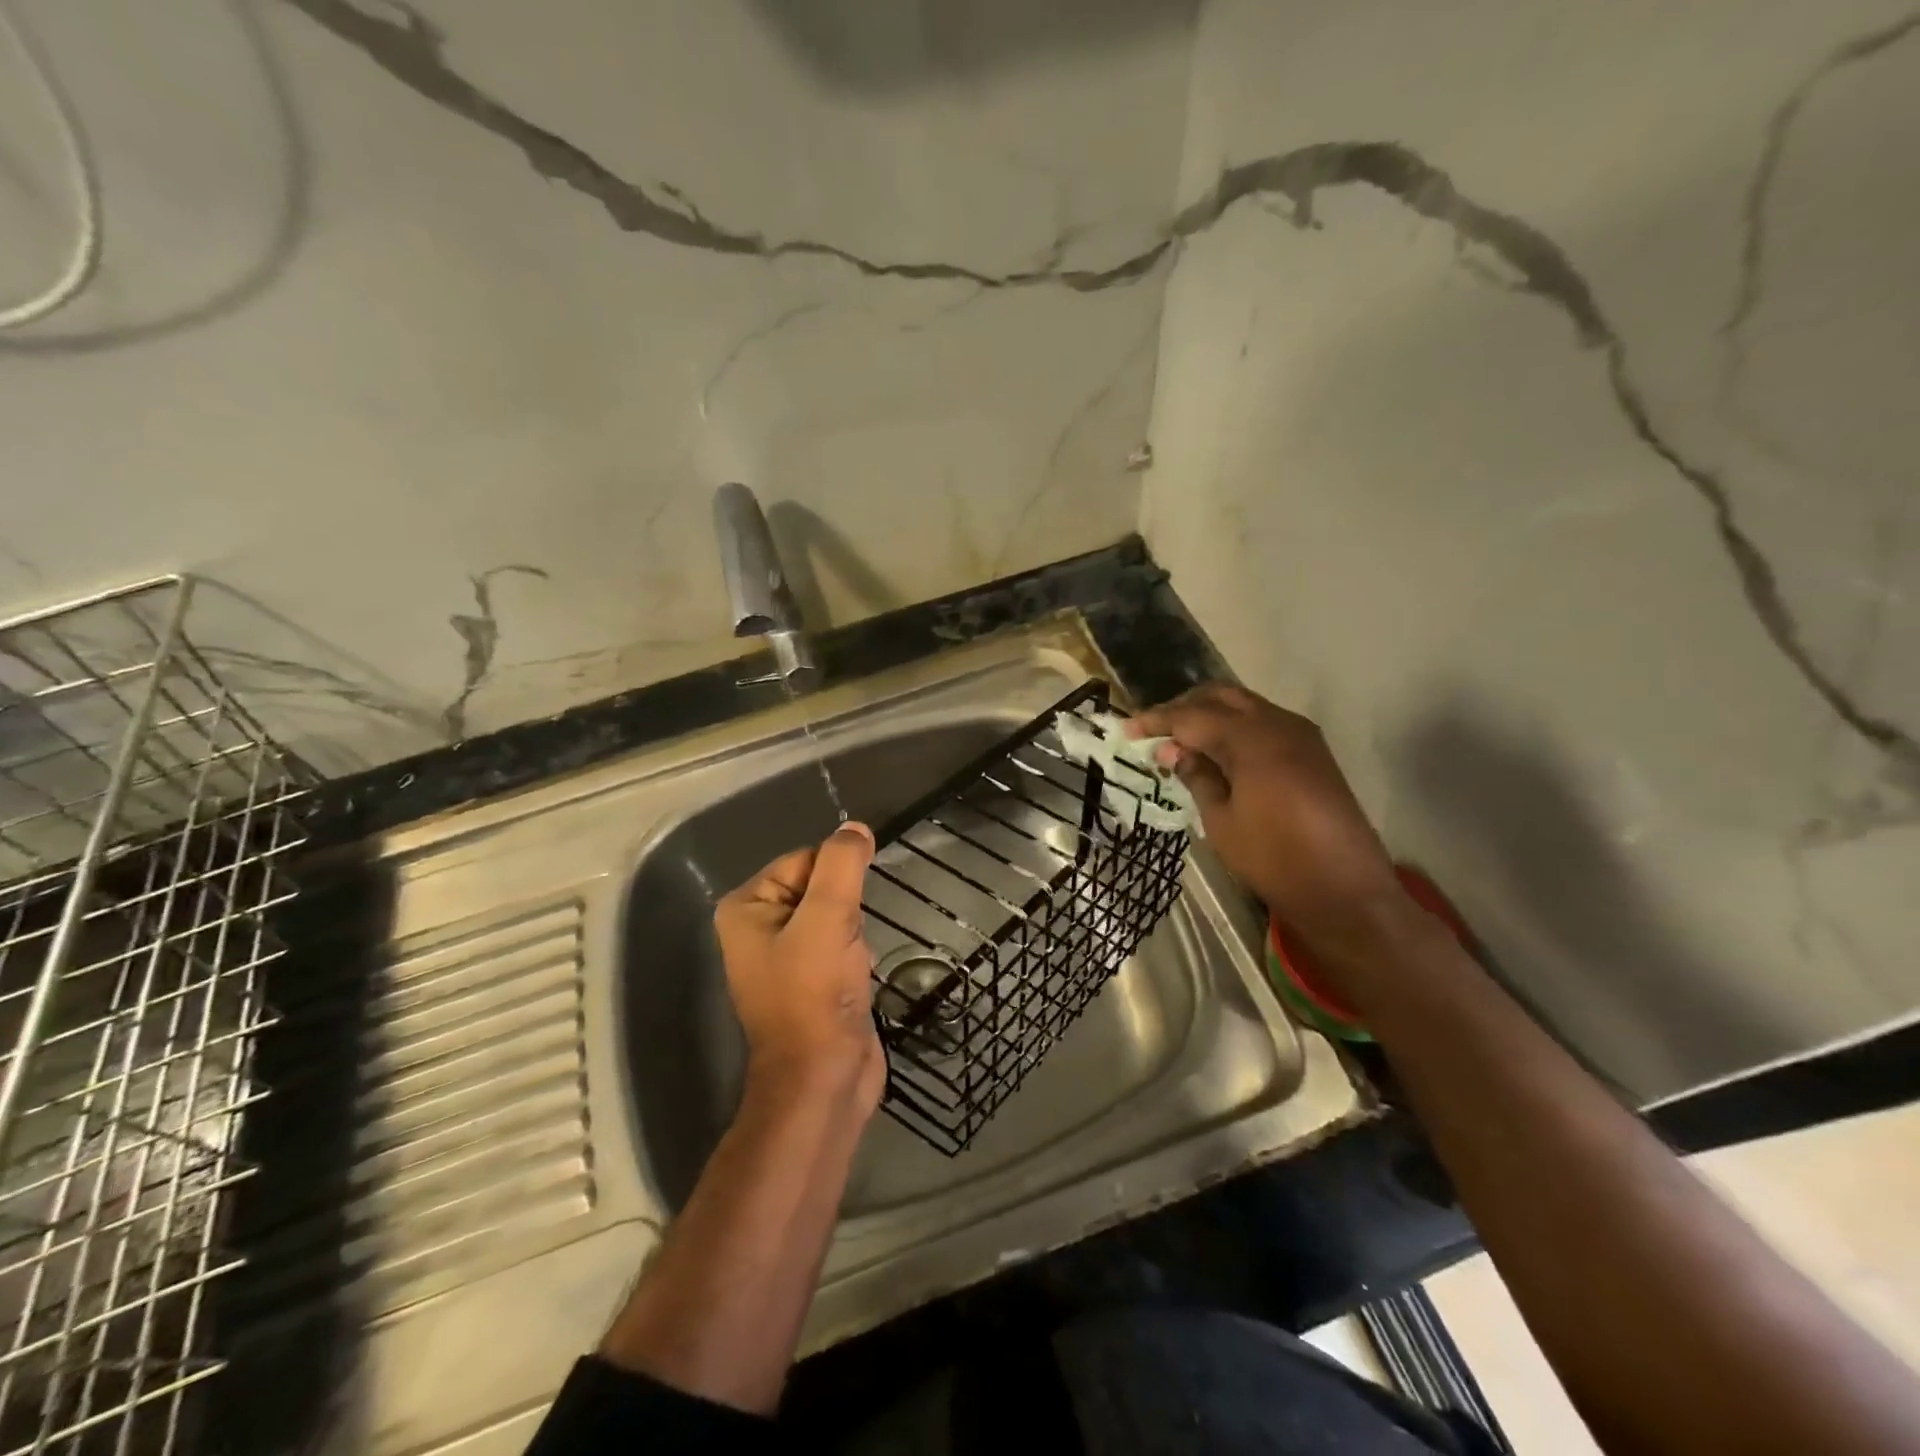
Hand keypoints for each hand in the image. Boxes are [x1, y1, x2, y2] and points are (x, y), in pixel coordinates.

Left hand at [713, 822, 886, 1117]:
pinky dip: (855, 954)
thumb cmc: (815, 993)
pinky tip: (856, 978)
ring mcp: (784, 956)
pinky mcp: (810, 980)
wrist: (823, 1078)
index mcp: (746, 907)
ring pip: (834, 915)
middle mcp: (758, 927)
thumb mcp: (828, 917)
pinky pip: (840, 944)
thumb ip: (842, 864)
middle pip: (820, 886)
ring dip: (853, 932)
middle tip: (845, 943)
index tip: (846, 912)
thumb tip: (855, 828)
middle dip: (845, 909)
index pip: (804, 859)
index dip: (835, 878)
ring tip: (850, 964)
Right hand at [1128, 684, 1412, 966]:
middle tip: (1154, 729)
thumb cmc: (1275, 859)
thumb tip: (1172, 750)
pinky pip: (1264, 723)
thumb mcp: (1222, 821)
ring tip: (1180, 740)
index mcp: (1253, 739)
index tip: (1126, 728)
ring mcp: (1301, 735)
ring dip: (1210, 715)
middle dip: (1184, 707)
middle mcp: (1279, 724)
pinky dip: (1234, 727)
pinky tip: (1216, 750)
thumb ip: (1197, 776)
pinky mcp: (1312, 751)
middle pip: (1221, 697)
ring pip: (1245, 706)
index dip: (1157, 721)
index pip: (1193, 716)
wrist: (1345, 890)